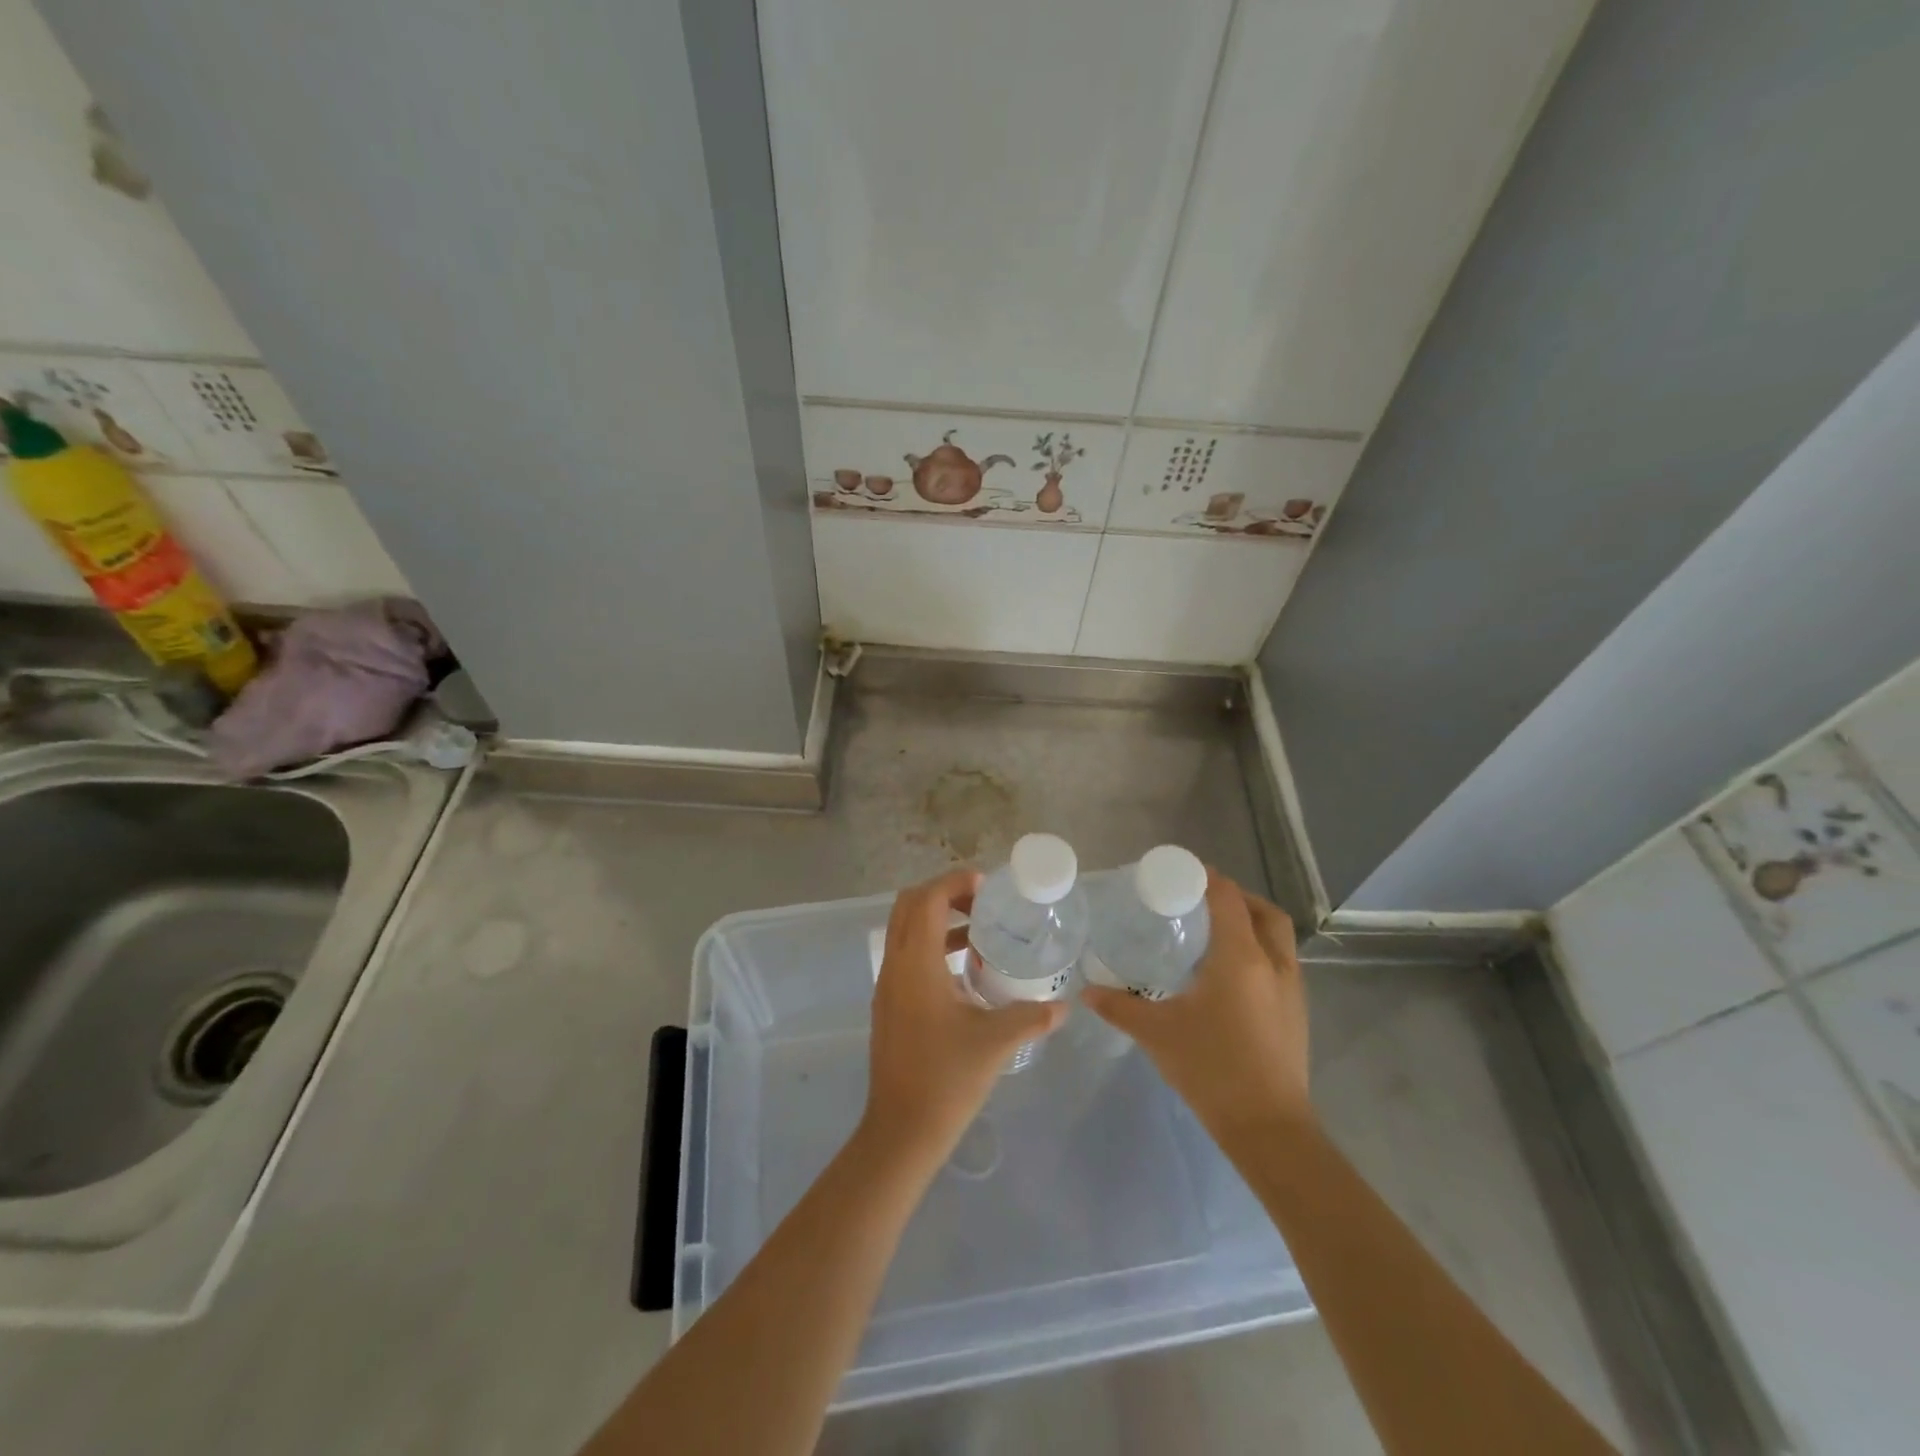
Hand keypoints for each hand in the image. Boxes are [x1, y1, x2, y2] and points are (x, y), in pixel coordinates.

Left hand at [860, 868, 1067, 1170]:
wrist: (901, 1131)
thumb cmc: (947, 1079)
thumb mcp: (996, 1042)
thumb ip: (1032, 1016)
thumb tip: (1064, 1006)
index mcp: (916, 964)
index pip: (926, 899)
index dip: (954, 882)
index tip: (987, 886)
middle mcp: (895, 966)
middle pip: (909, 906)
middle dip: (944, 895)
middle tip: (983, 905)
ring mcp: (888, 986)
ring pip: (906, 931)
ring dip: (939, 921)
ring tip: (981, 934)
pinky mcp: (889, 1004)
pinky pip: (907, 956)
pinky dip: (932, 947)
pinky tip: (966, 973)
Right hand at [1082, 869, 1311, 1142]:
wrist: (1269, 1128)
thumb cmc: (1211, 1069)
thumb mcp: (1157, 1033)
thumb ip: (1119, 1007)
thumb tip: (1086, 991)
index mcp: (1240, 957)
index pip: (1228, 899)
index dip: (1208, 879)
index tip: (1182, 872)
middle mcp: (1273, 964)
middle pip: (1264, 912)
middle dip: (1237, 897)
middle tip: (1202, 900)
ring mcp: (1291, 990)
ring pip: (1278, 938)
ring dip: (1252, 924)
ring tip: (1215, 933)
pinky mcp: (1296, 1014)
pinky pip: (1281, 963)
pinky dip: (1260, 952)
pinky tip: (1230, 976)